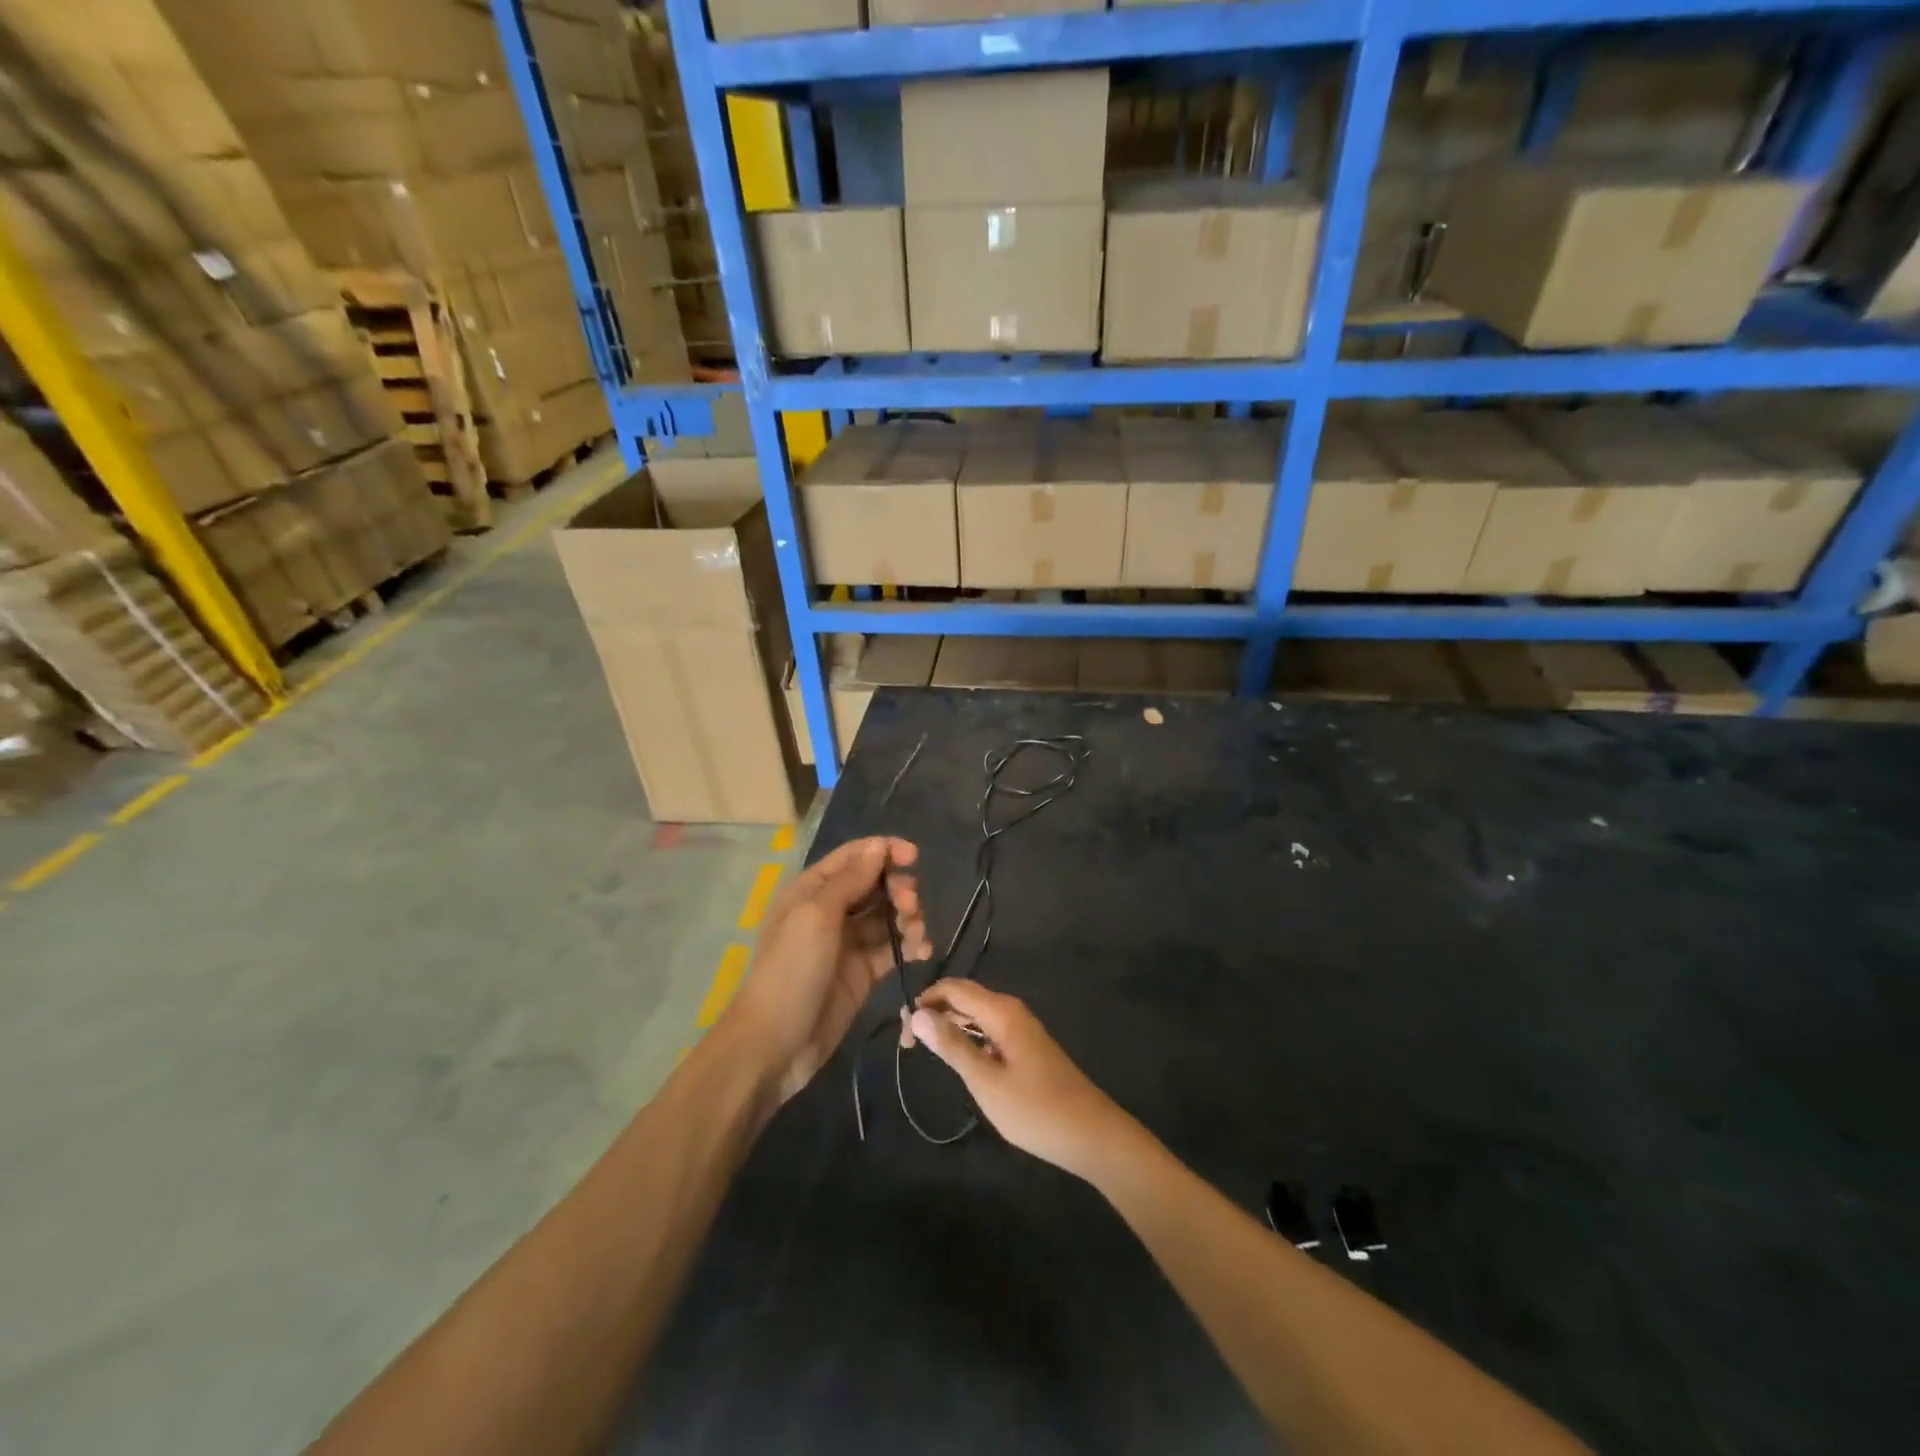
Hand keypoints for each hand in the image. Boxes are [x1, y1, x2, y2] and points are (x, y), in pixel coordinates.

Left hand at [722, 837, 927, 1107]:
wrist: (775, 1044)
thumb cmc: (791, 970)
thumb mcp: (817, 916)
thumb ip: (850, 879)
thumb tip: (878, 845)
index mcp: (812, 890)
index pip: (853, 857)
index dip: (884, 851)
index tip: (914, 857)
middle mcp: (831, 911)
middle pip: (875, 885)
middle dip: (898, 888)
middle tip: (911, 905)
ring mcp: (848, 943)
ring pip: (887, 916)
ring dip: (908, 917)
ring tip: (917, 932)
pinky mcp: (863, 972)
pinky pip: (892, 948)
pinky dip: (910, 944)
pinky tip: (923, 950)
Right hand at [901, 979, 1134, 1180]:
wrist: (1091, 1134)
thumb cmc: (1035, 1110)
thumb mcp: (986, 1081)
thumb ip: (952, 1046)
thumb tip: (917, 1014)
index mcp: (1002, 1011)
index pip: (954, 989)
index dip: (924, 1002)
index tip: (902, 1032)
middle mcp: (1011, 1011)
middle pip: (964, 997)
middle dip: (934, 1012)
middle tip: (908, 1045)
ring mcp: (1021, 1029)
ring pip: (977, 1014)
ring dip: (950, 1025)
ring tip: (926, 1049)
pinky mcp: (1026, 1047)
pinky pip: (989, 1029)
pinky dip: (968, 1037)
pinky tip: (960, 1059)